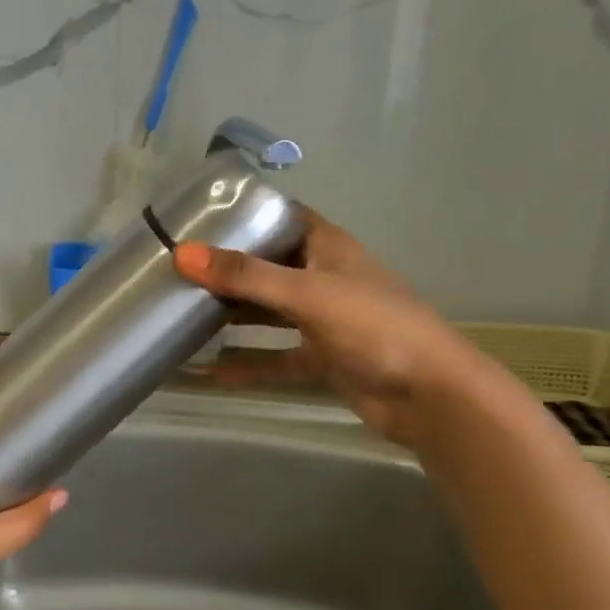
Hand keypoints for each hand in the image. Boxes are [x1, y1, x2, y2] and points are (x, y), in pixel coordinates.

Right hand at [172, 209, 489, 449]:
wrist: (431, 396)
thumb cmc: (373, 326)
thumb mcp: (306, 294)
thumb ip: (245, 276)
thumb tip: (182, 254)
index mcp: (327, 247)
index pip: (282, 217)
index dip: (246, 213)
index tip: (199, 216)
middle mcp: (324, 278)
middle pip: (269, 266)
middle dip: (228, 268)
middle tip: (178, 268)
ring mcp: (324, 320)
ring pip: (269, 312)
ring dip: (234, 315)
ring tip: (183, 312)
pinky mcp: (324, 358)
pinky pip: (277, 357)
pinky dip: (249, 364)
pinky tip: (211, 372)